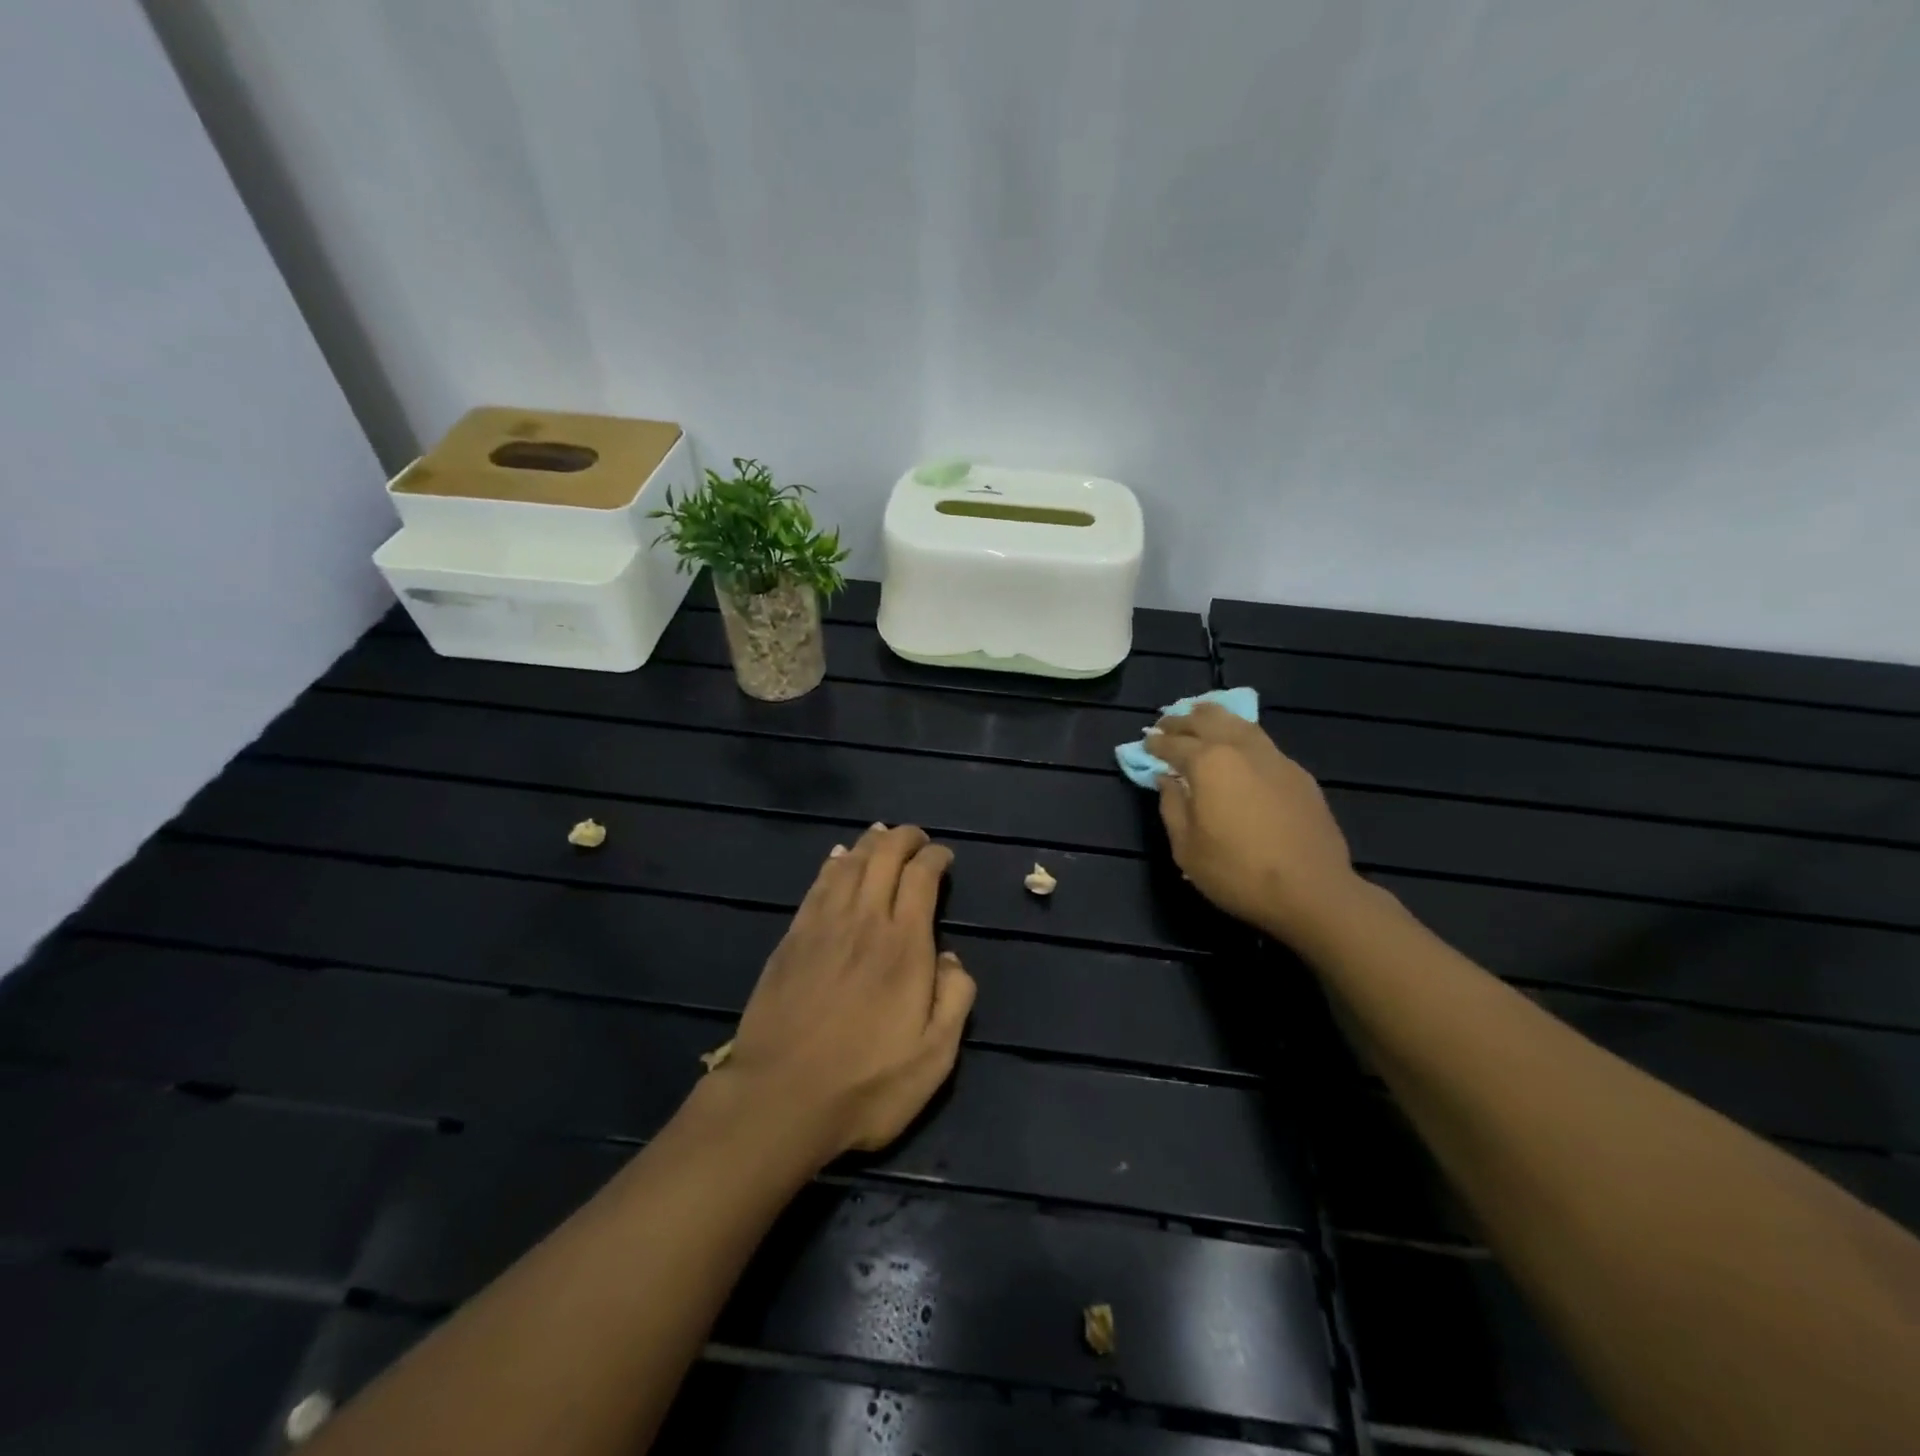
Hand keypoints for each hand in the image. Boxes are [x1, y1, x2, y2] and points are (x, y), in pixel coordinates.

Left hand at [719, 823, 975, 1161]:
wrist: (780, 1099)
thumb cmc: (866, 1084)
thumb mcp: (934, 1057)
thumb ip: (955, 1000)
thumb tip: (953, 958)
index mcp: (904, 945)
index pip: (921, 877)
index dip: (934, 858)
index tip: (943, 857)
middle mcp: (864, 921)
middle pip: (883, 857)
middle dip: (903, 838)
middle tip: (916, 837)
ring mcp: (822, 926)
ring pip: (849, 865)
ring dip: (868, 844)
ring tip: (880, 835)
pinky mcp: (792, 939)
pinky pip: (816, 885)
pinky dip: (832, 864)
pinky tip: (837, 858)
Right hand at [1149, 704, 1362, 945]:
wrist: (1312, 891)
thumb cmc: (1237, 872)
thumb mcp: (1186, 848)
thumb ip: (1171, 806)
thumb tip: (1166, 779)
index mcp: (1208, 764)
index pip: (1173, 744)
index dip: (1155, 742)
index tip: (1145, 741)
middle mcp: (1240, 749)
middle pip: (1207, 720)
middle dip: (1183, 720)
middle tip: (1167, 723)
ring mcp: (1274, 758)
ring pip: (1240, 723)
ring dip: (1215, 717)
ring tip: (1201, 716)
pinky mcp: (1298, 774)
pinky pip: (1262, 742)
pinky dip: (1242, 736)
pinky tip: (1239, 747)